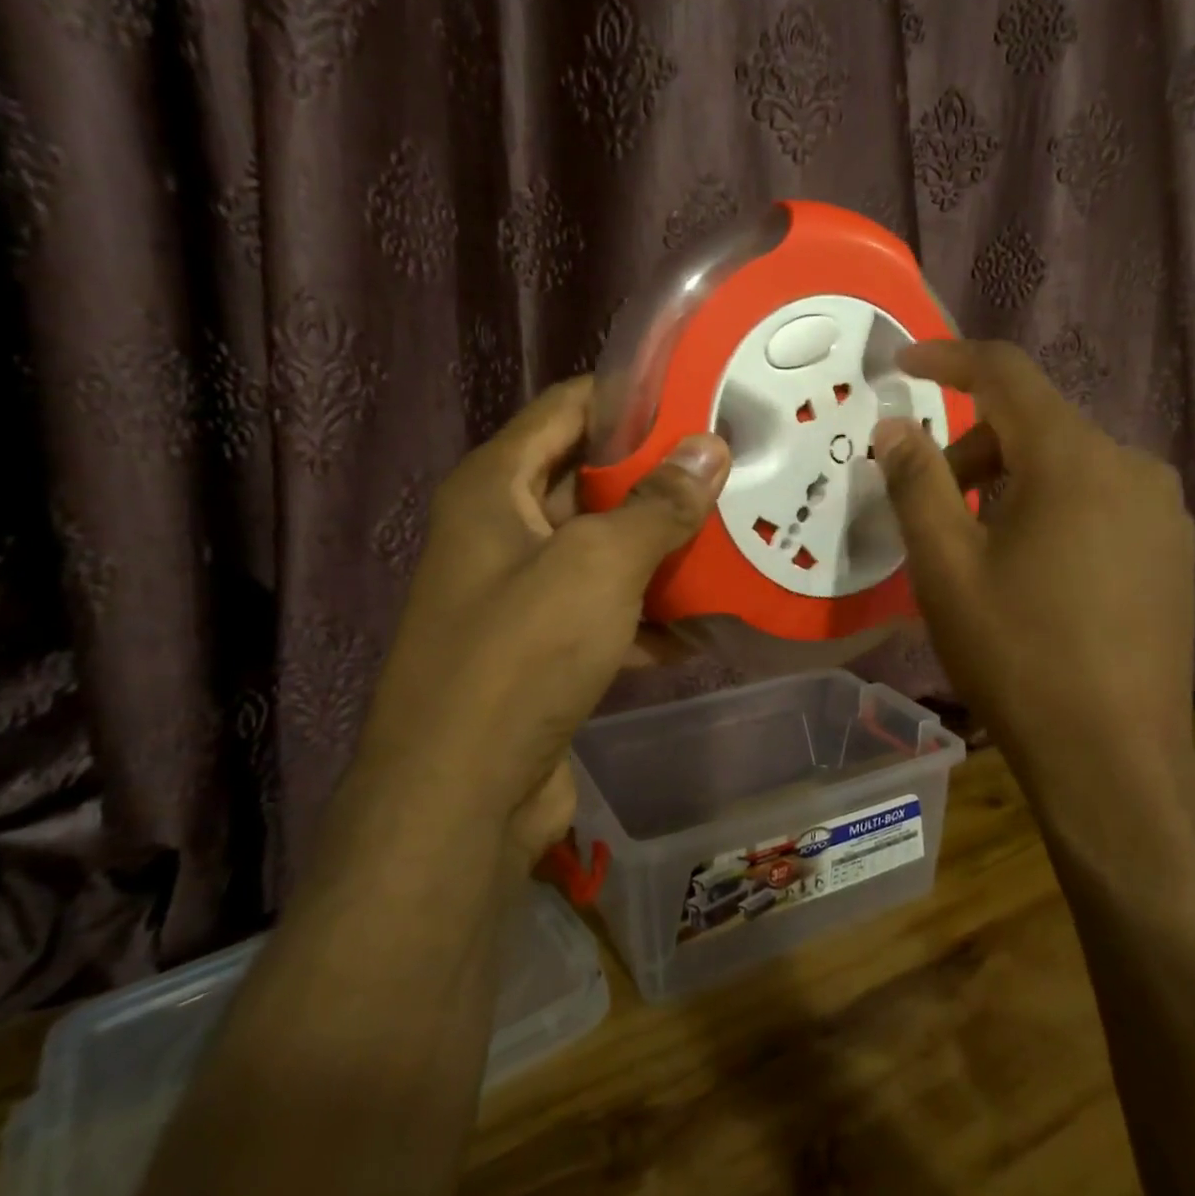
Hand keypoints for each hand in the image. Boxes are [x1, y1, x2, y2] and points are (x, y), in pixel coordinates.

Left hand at [351, 378, 730, 864]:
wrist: (460, 798)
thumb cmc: (521, 656)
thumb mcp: (599, 564)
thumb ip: (658, 504)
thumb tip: (709, 449)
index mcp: (495, 487)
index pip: (568, 409)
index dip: (632, 397)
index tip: (701, 397)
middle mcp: (500, 529)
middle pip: (590, 480)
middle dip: (660, 479)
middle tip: (733, 471)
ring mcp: (520, 593)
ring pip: (604, 550)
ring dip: (662, 551)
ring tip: (734, 539)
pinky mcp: (542, 648)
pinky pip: (605, 610)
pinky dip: (648, 615)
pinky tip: (703, 626)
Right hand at [871, 340, 1194, 809]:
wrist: (1111, 759)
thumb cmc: (1017, 655)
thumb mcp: (946, 567)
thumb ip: (916, 482)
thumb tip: (893, 427)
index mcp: (1076, 459)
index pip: (1007, 374)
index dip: (950, 358)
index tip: (904, 363)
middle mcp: (1132, 467)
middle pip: (1037, 425)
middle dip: (973, 448)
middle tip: (931, 503)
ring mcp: (1163, 511)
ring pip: (1069, 464)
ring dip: (1012, 482)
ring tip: (979, 546)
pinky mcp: (1173, 551)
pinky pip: (1100, 500)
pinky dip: (1052, 508)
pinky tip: (1034, 570)